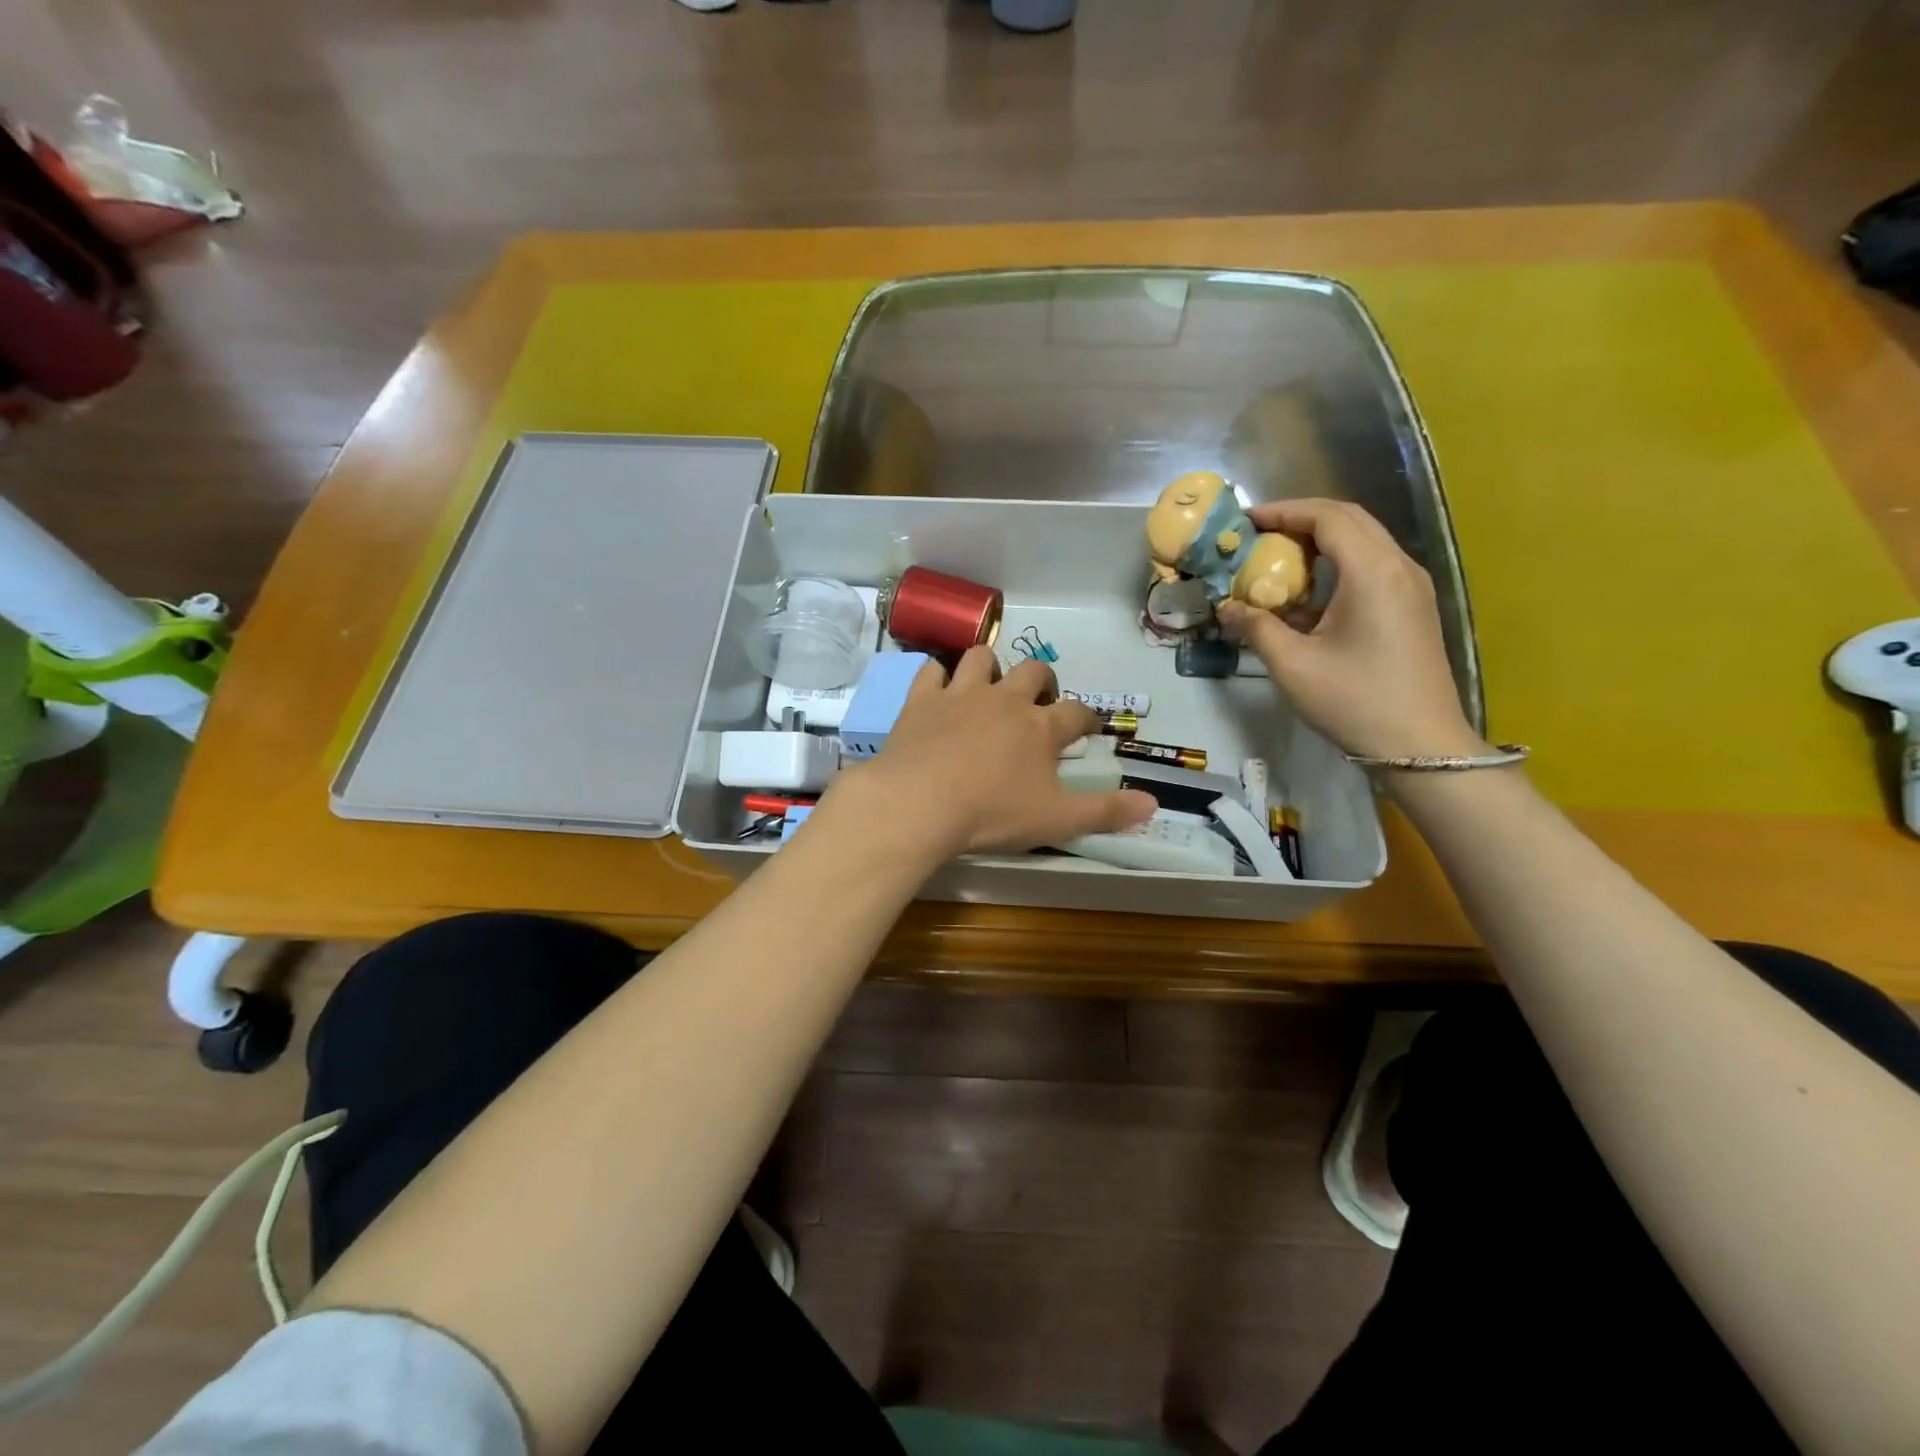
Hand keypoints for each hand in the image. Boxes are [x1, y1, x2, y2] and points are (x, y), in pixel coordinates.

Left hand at [834, 648, 1156, 858]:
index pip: (1077, 712)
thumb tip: (1153, 803)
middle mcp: (1005, 699)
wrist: (919, 803)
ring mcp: (961, 694)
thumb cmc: (992, 814)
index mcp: (1040, 727)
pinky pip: (932, 670)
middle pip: (1034, 672)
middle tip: (1039, 702)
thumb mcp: (1056, 820)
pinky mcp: (922, 699)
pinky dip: (939, 676)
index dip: (1087, 718)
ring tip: (990, 688)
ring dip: (990, 668)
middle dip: (1043, 682)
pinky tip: (940, 689)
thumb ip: (1105, 812)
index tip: (1089, 727)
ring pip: (982, 659)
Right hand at [1218, 499, 1483, 759]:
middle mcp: (1399, 567)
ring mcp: (1411, 586)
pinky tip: (1308, 591)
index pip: (1328, 517)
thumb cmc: (1354, 702)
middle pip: (1349, 520)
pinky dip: (1336, 564)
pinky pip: (1372, 565)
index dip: (1283, 512)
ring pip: (1363, 540)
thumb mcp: (1293, 666)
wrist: (1421, 745)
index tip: (1244, 522)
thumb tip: (1226, 608)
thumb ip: (1257, 628)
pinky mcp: (1412, 606)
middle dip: (1300, 520)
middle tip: (1257, 535)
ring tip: (1277, 557)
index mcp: (1373, 572)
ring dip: (1320, 541)